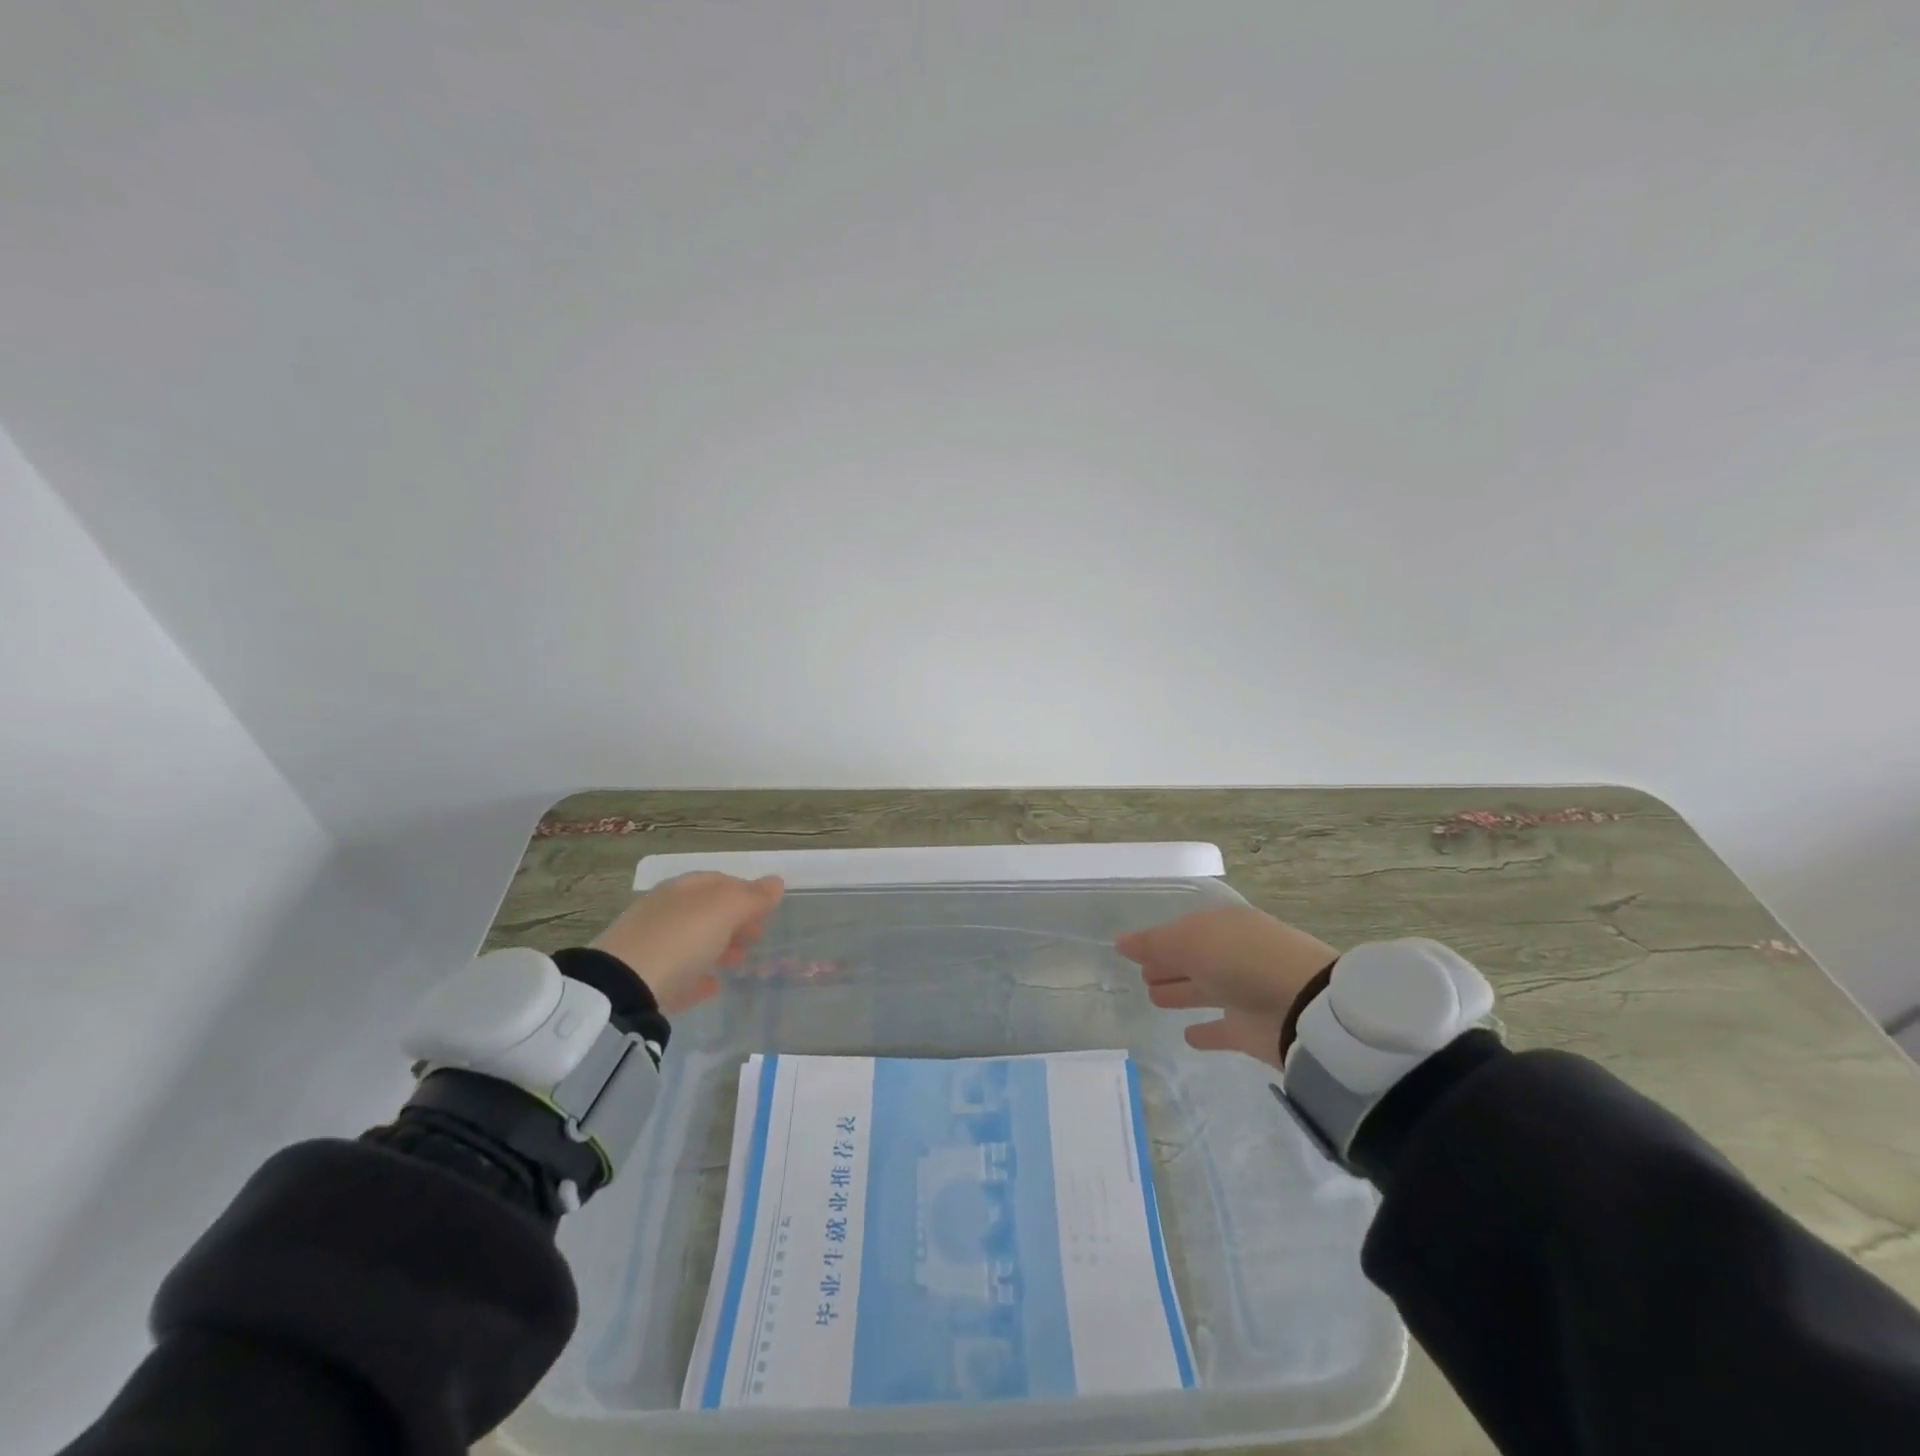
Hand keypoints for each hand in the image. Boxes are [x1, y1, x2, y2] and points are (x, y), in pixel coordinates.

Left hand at [591, 872, 784, 1015]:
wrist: (621, 989)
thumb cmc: (681, 938)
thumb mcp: (724, 910)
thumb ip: (752, 897)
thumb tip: (776, 882)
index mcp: (683, 888)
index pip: (721, 881)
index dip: (748, 893)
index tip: (768, 912)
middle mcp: (665, 910)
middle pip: (707, 911)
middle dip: (735, 921)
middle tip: (758, 937)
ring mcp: (651, 945)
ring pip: (693, 940)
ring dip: (720, 947)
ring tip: (740, 963)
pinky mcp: (643, 980)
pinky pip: (679, 973)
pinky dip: (699, 975)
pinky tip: (712, 986)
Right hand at [1116, 906, 1339, 1068]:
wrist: (1305, 1008)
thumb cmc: (1242, 959)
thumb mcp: (1189, 941)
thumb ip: (1153, 944)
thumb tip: (1120, 943)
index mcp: (1224, 927)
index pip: (1184, 931)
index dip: (1158, 941)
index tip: (1133, 952)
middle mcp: (1235, 956)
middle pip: (1193, 960)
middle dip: (1168, 965)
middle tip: (1143, 976)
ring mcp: (1245, 993)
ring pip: (1204, 991)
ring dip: (1181, 992)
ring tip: (1154, 999)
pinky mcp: (1252, 1030)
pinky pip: (1223, 1029)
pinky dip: (1207, 1032)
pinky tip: (1188, 1036)